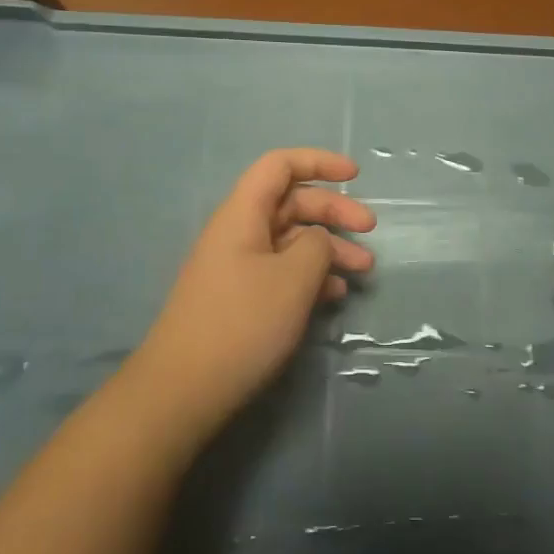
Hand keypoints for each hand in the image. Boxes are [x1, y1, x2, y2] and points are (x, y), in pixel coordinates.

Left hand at [131, 149, 375, 437]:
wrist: (183, 391)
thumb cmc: (242, 323)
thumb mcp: (293, 278)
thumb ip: (317, 246)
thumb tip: (319, 241)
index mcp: (243, 214)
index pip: (280, 165)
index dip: (319, 162)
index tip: (355, 176)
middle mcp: (239, 232)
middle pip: (291, 203)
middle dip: (334, 212)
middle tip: (370, 230)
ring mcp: (238, 266)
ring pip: (291, 240)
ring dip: (329, 248)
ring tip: (363, 271)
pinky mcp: (240, 298)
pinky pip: (282, 271)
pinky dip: (311, 275)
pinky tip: (335, 295)